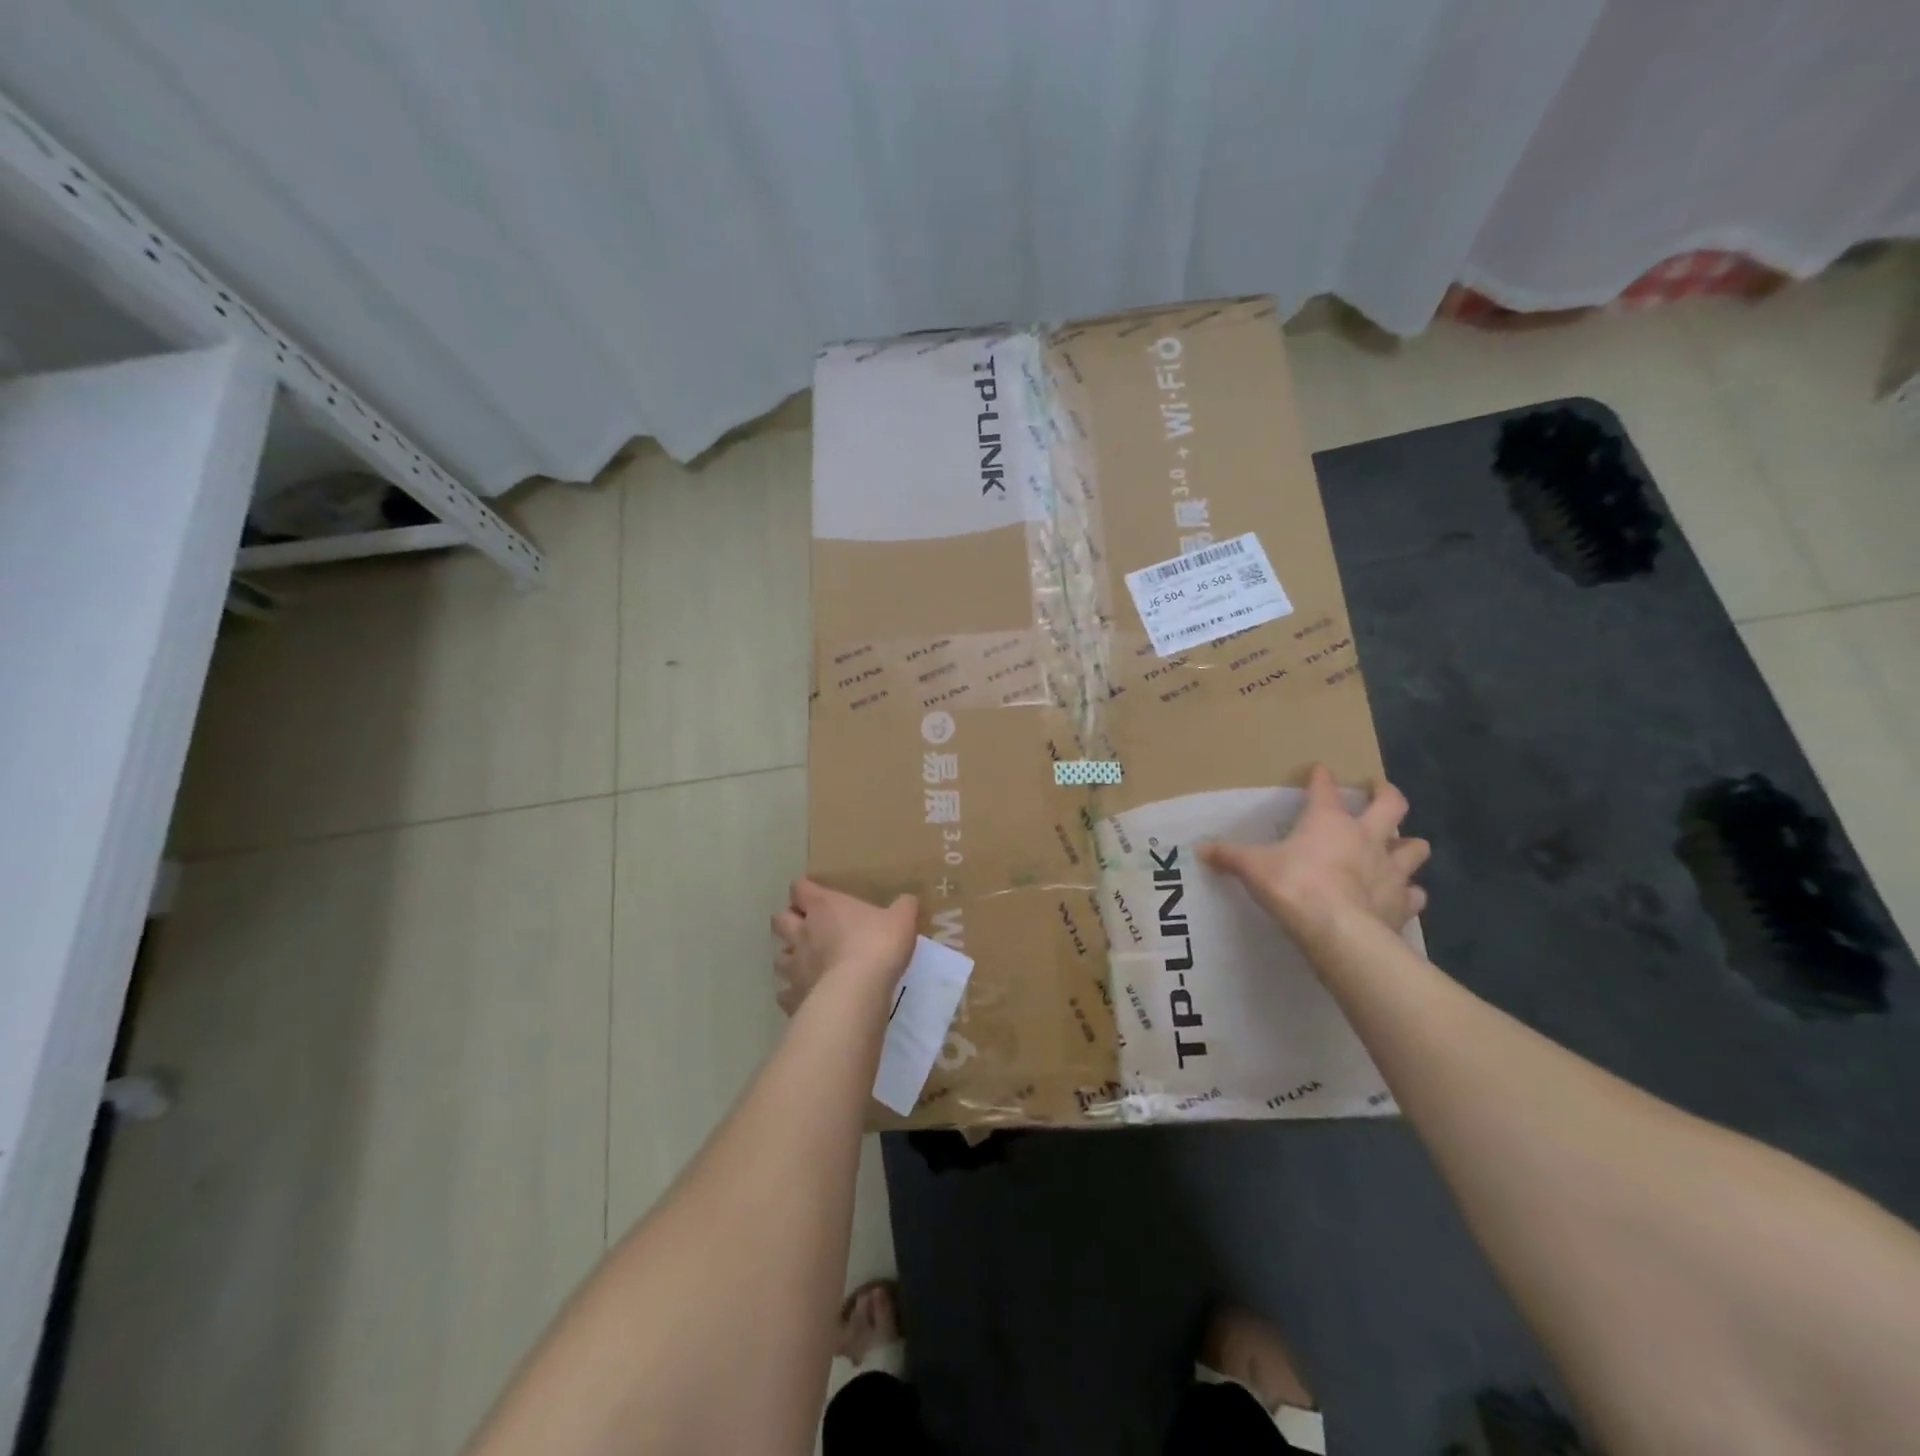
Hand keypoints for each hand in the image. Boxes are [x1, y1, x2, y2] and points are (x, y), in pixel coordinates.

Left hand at [771, 879, 918, 1015]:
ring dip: (790, 958)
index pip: (800, 889)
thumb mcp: (901, 919)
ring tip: (806, 964)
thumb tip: (907, 900)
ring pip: (779, 957)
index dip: (804, 891)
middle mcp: (802, 932)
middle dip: (788, 921)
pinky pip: (785, 994)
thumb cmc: (877, 945)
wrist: (857, 992)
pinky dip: (793, 993)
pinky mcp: (794, 996)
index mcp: (823, 907)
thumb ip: (903, 907)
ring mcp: (794, 966)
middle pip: (779, 919)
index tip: (815, 895)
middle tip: (806, 927)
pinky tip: (807, 996)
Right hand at [1199, 765, 1428, 945]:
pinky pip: (1414, 894)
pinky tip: (1401, 896)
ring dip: (1409, 845)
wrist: (1339, 932)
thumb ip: (1229, 855)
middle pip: (1392, 805)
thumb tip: (1199, 847)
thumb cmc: (1294, 886)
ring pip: (1415, 847)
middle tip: (1380, 791)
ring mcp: (1391, 870)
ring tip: (1400, 847)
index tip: (1319, 769)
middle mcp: (1367, 837)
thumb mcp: (1253, 868)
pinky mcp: (1403, 903)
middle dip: (1387, 794)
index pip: (1325, 789)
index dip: (1321, 777)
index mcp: (1329, 821)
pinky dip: (1409, 893)